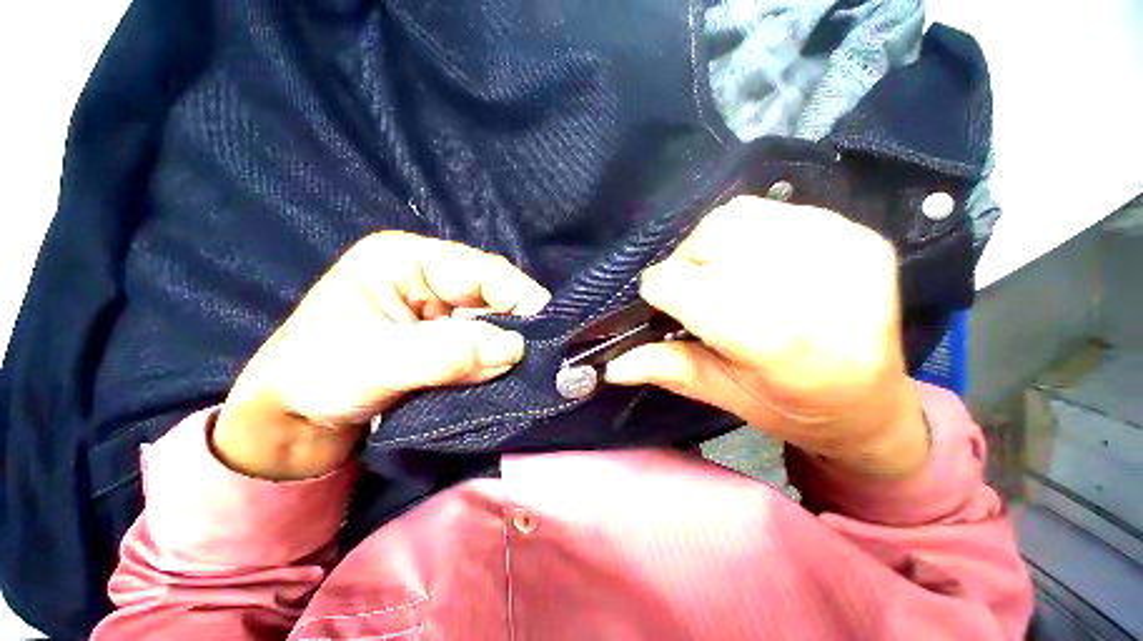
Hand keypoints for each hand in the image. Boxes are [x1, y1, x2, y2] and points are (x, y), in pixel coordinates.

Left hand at [214, 232, 550, 479]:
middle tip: (546, 355)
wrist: (294, 423)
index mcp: (407, 260)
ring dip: (511, 347)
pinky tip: (509, 375)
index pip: (481, 270)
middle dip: (519, 325)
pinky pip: (485, 346)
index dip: (519, 295)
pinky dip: (499, 362)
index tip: (549, 328)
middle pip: (493, 296)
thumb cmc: (314, 379)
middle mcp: (431, 279)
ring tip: (532, 369)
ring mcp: (443, 311)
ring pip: (494, 323)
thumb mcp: (375, 362)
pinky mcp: (449, 340)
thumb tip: (516, 349)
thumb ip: (447, 353)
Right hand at [605, 197, 927, 478]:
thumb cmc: (792, 410)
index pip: (683, 286)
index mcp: (777, 344)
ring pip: (738, 217)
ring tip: (723, 274)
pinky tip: (757, 263)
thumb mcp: (722, 396)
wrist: (874, 405)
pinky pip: (775, 211)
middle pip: (710, 240)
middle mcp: (815, 291)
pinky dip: (749, 233)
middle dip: (685, 263)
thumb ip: (667, 369)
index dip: (659, 291)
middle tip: (694, 290)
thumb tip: (610, 365)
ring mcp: (844, 252)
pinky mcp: (858, 235)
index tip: (660, 304)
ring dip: (713, 244)